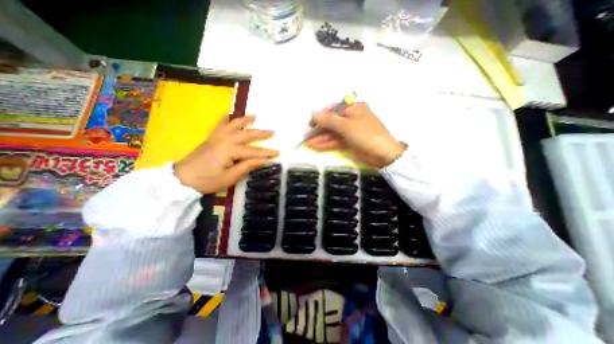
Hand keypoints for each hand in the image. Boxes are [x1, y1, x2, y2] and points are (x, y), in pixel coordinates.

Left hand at [173, 115, 278, 193]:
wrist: (182, 179)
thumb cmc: (207, 181)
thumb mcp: (229, 178)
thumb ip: (246, 167)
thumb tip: (262, 160)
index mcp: (230, 151)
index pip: (253, 151)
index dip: (266, 153)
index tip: (278, 152)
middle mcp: (224, 140)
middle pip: (246, 135)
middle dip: (260, 134)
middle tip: (272, 132)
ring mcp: (216, 138)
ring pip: (233, 125)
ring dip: (244, 120)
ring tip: (254, 116)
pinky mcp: (210, 138)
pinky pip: (218, 125)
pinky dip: (224, 119)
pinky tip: (227, 114)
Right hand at [304, 102, 406, 167]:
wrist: (383, 155)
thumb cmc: (366, 135)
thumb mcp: (346, 126)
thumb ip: (329, 120)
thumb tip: (314, 114)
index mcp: (353, 108)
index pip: (333, 109)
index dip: (320, 116)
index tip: (310, 124)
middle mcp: (351, 118)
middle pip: (331, 122)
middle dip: (319, 130)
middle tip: (306, 136)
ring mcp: (350, 131)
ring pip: (333, 133)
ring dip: (321, 138)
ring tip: (308, 144)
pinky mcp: (350, 141)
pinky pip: (336, 141)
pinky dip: (327, 144)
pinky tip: (316, 147)